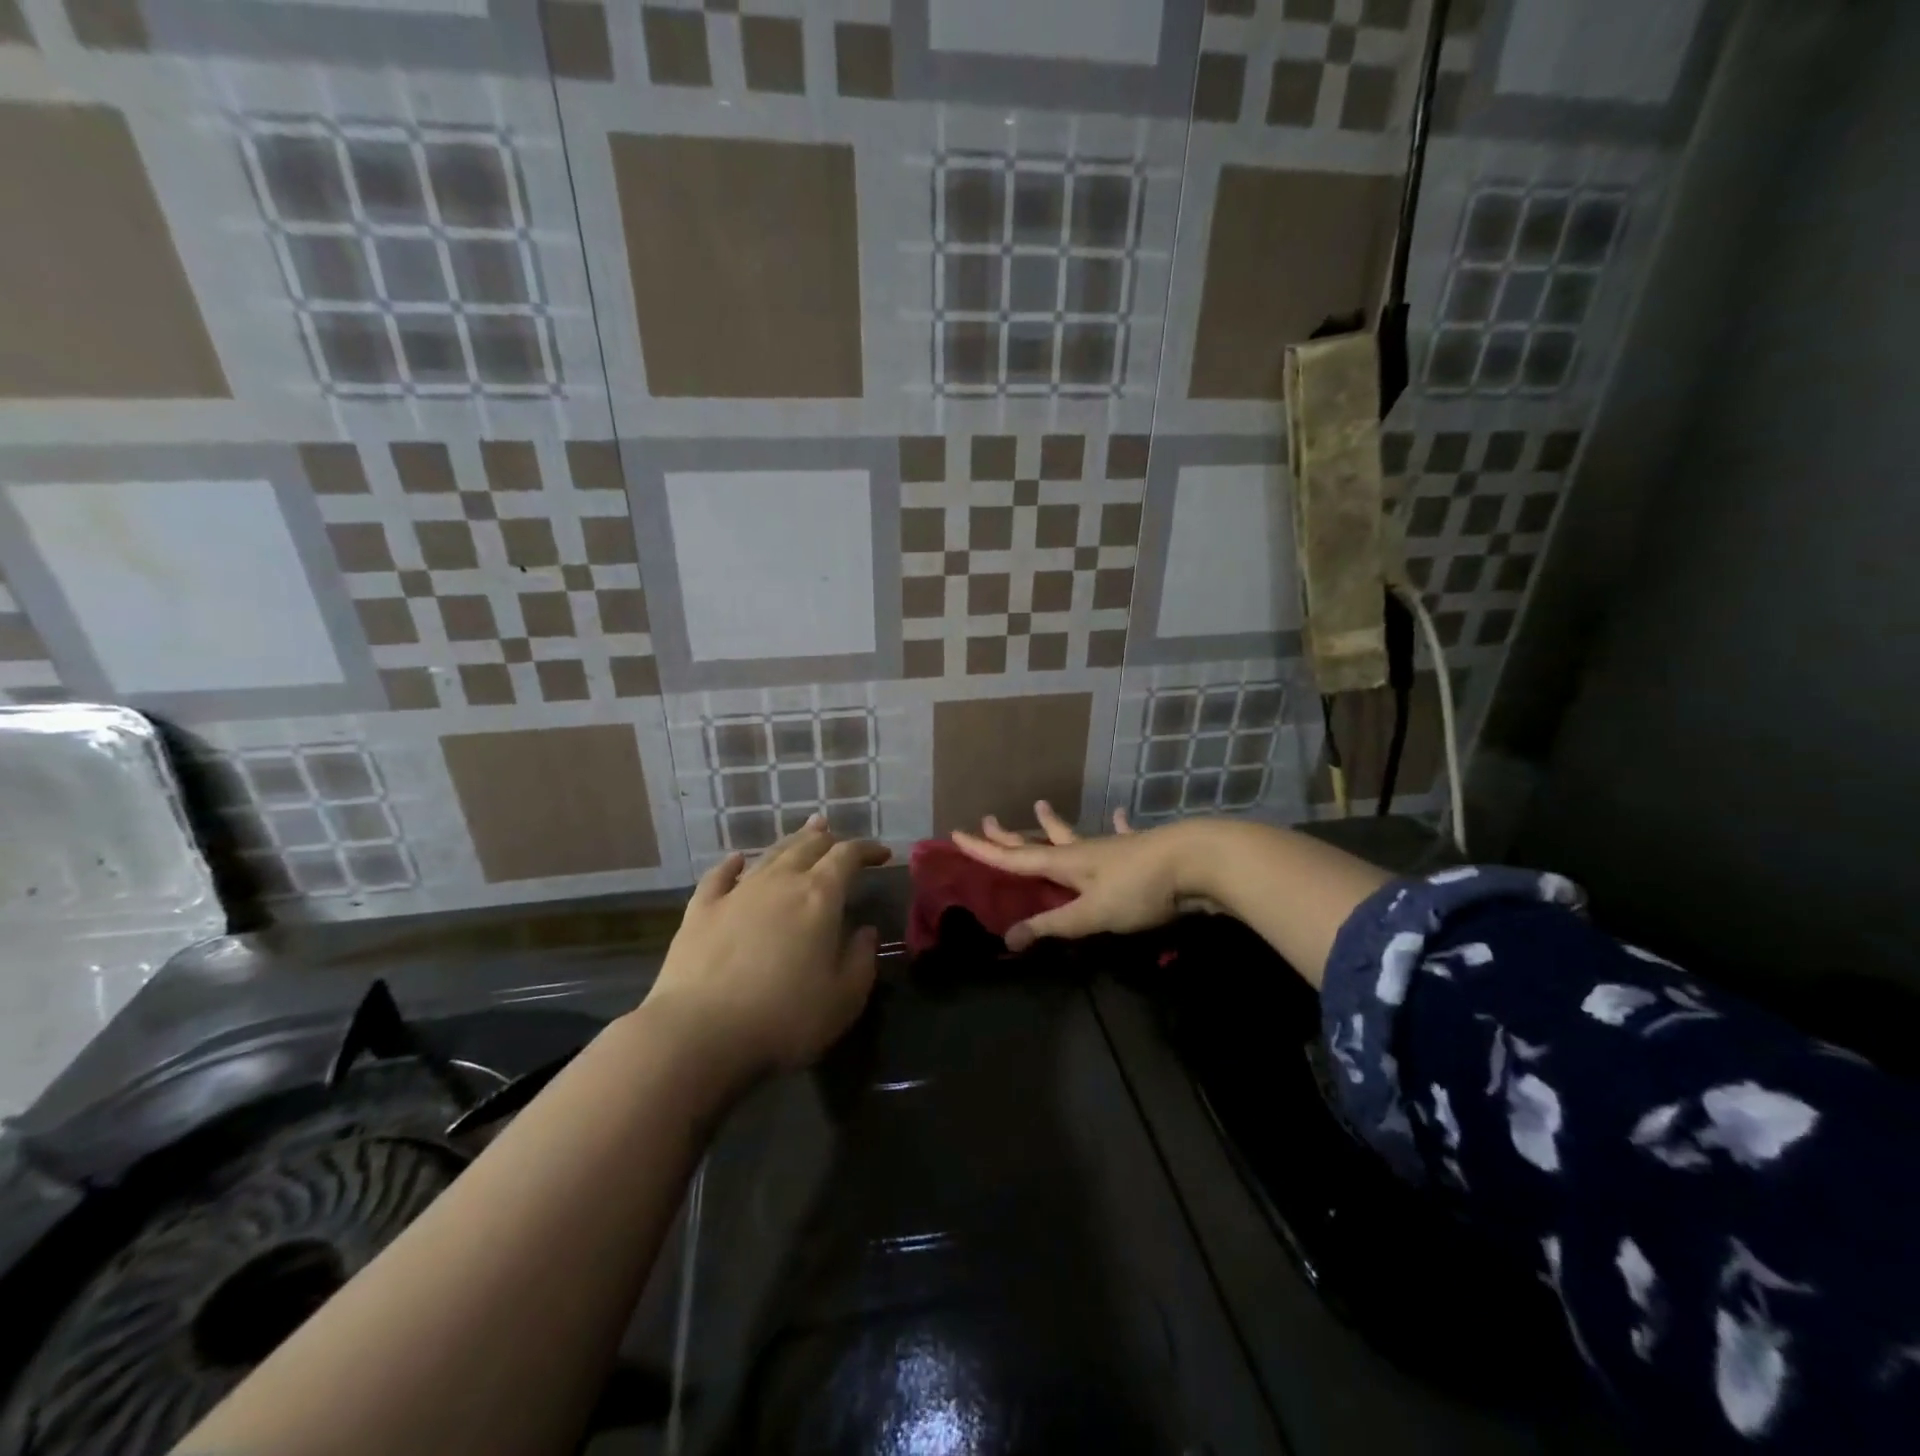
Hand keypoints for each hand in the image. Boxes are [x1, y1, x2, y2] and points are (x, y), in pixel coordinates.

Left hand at [647, 815, 891, 1077]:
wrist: (700, 1032)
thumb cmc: (784, 1018)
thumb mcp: (843, 999)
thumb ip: (861, 960)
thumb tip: (866, 932)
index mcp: (819, 896)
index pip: (848, 856)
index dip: (867, 850)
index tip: (882, 854)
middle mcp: (780, 882)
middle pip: (808, 847)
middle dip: (829, 839)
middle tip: (840, 839)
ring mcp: (737, 893)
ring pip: (770, 855)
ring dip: (792, 842)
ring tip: (805, 833)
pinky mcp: (701, 910)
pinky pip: (719, 876)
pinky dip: (732, 864)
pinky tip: (736, 860)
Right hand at [951, 801, 1215, 951]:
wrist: (1198, 862)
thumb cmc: (1140, 889)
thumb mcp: (1092, 914)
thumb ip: (1053, 926)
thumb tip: (1008, 938)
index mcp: (1065, 863)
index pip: (1014, 858)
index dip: (983, 850)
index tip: (956, 833)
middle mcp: (1083, 851)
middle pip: (1038, 842)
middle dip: (1010, 836)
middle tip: (988, 819)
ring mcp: (1112, 848)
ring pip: (1074, 835)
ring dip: (1054, 825)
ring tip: (1041, 806)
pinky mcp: (1140, 851)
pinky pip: (1120, 835)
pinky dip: (1115, 826)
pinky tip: (1118, 815)